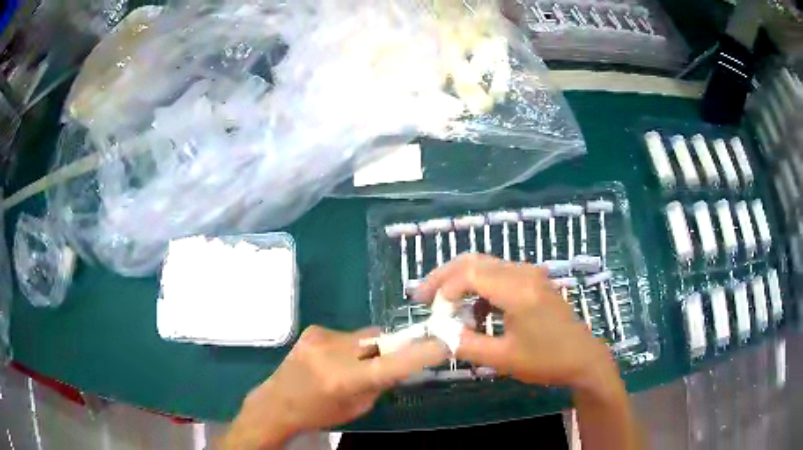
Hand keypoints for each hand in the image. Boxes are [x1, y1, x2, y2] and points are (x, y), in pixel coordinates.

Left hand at [223, 326, 447, 449]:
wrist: (277, 402)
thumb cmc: (319, 412)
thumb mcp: (357, 407)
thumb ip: (380, 383)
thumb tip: (399, 363)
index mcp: (346, 379)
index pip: (393, 363)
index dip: (421, 353)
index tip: (443, 343)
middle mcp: (334, 353)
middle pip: (379, 340)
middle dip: (389, 348)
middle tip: (387, 360)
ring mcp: (321, 337)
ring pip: (363, 336)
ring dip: (366, 348)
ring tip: (351, 364)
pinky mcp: (313, 330)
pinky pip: (345, 335)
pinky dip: (348, 346)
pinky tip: (332, 359)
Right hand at [415, 253, 615, 389]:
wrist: (583, 358)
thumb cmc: (546, 361)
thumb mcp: (503, 359)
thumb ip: (465, 345)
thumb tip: (438, 334)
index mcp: (518, 290)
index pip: (470, 273)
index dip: (444, 290)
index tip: (432, 314)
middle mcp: (523, 273)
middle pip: (474, 261)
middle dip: (444, 277)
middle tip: (421, 297)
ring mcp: (530, 274)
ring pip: (484, 265)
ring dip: (460, 282)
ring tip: (443, 307)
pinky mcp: (533, 281)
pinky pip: (498, 275)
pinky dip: (479, 289)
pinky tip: (474, 313)